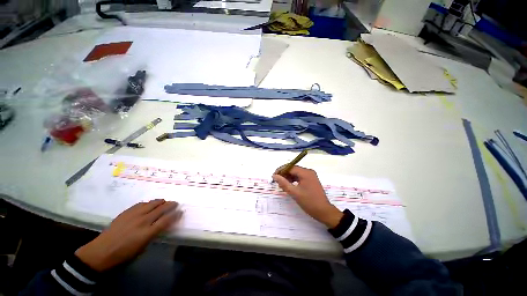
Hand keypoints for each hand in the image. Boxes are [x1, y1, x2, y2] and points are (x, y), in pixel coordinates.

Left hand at [75, 199, 181, 271]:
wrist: (101, 252)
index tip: (181, 212)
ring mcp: (134, 215)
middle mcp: (143, 221)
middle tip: (176, 204)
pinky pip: (141, 204)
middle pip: (161, 209)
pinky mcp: (126, 212)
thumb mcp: (142, 248)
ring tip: (164, 202)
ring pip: (152, 203)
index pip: (167, 220)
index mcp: (147, 233)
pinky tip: (149, 205)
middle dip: (171, 205)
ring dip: (160, 202)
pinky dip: (148, 203)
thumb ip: (154, 234)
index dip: (176, 215)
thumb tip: (162, 225)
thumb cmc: (124, 254)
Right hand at [272, 166, 342, 228]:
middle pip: (293, 169)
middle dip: (284, 174)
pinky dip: (293, 180)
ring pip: (296, 173)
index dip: (281, 170)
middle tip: (277, 181)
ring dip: (288, 177)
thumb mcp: (294, 193)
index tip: (273, 176)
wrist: (324, 212)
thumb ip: (283, 183)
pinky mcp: (311, 180)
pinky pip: (300, 177)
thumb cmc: (309, 202)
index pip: (290, 167)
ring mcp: (311, 176)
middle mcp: (308, 172)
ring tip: (281, 184)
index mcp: (305, 173)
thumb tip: (274, 176)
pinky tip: (289, 185)